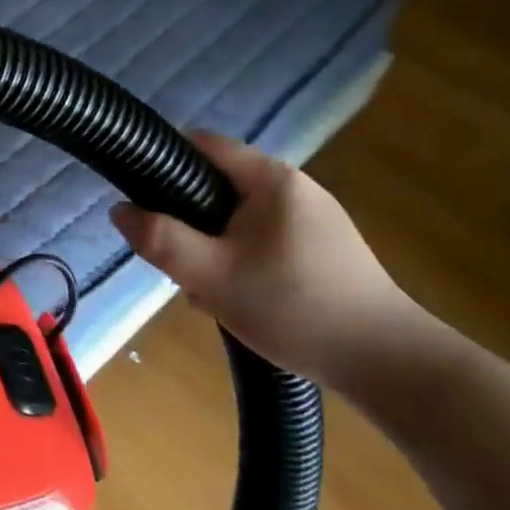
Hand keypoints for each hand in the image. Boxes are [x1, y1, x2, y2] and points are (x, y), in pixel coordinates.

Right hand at [110, 132, 434, 393]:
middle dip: (188, 221)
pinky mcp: (325, 248)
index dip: (162, 162)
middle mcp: (295, 187)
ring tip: (211, 291)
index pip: (201, 144)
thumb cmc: (294, 308)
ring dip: (214, 247)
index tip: (141, 199)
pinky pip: (263, 239)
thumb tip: (120, 210)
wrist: (389, 365)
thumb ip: (159, 239)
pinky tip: (245, 299)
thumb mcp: (211, 276)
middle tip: (179, 262)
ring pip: (238, 218)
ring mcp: (315, 218)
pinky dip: (242, 260)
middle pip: (216, 185)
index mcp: (271, 178)